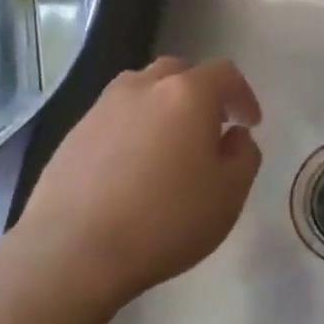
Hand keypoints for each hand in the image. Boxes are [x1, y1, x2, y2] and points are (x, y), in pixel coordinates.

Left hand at [12, 57, 262, 304]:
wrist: (74, 251)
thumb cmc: (166, 221)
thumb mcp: (230, 194)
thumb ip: (244, 155)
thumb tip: (235, 136)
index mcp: (187, 94)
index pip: (225, 73)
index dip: (243, 96)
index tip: (249, 125)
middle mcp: (143, 87)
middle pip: (179, 72)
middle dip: (201, 93)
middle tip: (211, 128)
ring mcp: (102, 108)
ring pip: (142, 90)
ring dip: (163, 107)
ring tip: (170, 145)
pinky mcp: (73, 134)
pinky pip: (114, 117)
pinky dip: (133, 129)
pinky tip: (133, 168)